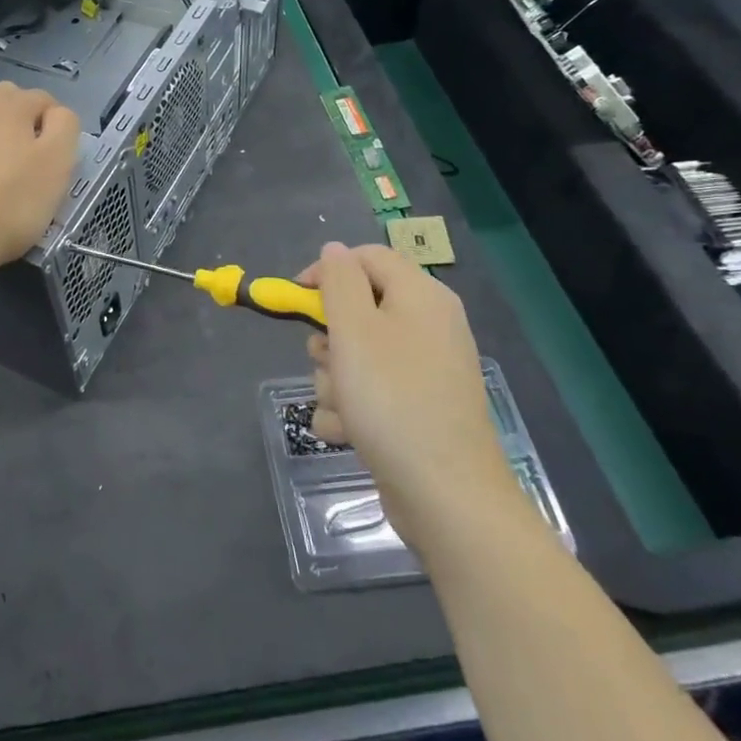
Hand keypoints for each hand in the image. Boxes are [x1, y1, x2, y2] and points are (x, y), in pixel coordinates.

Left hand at [0, 79, 81, 272]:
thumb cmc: (10, 208)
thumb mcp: (57, 169)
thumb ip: (63, 130)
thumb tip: (54, 114)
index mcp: (12, 109)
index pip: (42, 100)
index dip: (52, 120)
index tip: (55, 149)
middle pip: (2, 93)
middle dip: (17, 108)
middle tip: (24, 144)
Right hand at [298, 242, 523, 539]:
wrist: (444, 491)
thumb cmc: (392, 398)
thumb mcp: (354, 329)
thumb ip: (339, 282)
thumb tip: (334, 249)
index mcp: (421, 296)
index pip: (366, 258)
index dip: (327, 272)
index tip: (296, 300)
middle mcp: (428, 326)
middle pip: (358, 310)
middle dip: (328, 340)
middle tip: (326, 362)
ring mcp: (424, 371)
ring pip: (356, 357)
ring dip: (334, 381)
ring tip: (342, 408)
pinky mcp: (417, 408)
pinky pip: (370, 393)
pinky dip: (351, 410)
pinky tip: (349, 433)